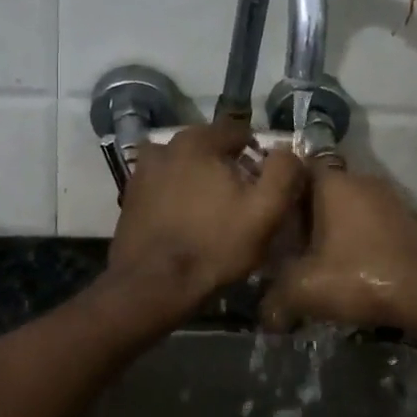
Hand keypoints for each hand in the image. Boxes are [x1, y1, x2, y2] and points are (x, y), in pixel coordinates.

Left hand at [108, 122, 306, 304]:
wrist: (153, 285)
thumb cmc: (215, 245)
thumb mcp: (265, 211)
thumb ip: (283, 171)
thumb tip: (286, 150)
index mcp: (198, 141)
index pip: (238, 131)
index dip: (256, 153)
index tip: (263, 182)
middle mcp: (166, 145)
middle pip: (209, 147)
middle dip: (226, 166)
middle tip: (240, 199)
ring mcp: (143, 171)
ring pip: (184, 166)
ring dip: (199, 179)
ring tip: (212, 211)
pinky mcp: (130, 196)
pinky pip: (164, 186)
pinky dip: (176, 196)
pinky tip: (186, 221)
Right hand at [263, 164, 416, 337]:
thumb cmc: (361, 277)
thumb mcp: (305, 290)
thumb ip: (275, 298)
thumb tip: (265, 316)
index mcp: (333, 182)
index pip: (297, 166)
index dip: (279, 186)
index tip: (267, 210)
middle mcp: (362, 180)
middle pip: (322, 187)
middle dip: (304, 211)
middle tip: (287, 241)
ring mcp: (389, 198)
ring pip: (348, 205)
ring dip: (333, 226)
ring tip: (316, 257)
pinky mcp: (408, 220)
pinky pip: (371, 220)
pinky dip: (358, 237)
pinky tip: (350, 265)